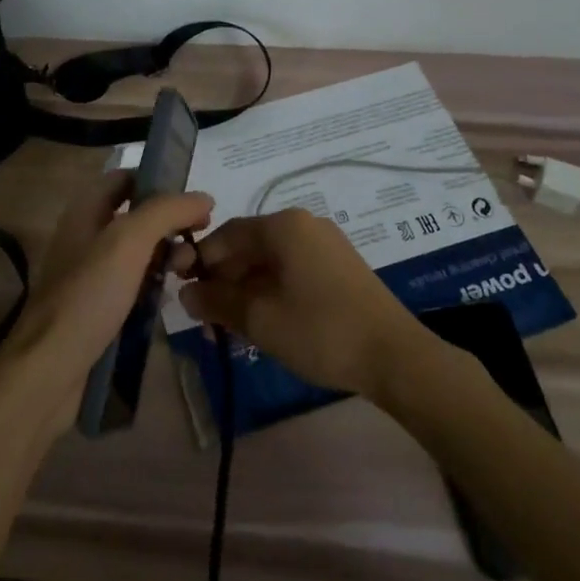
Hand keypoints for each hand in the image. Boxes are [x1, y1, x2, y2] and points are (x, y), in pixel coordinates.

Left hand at [0, 170, 213, 426]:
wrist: (50, 368)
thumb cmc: (89, 294)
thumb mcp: (129, 241)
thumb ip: (167, 211)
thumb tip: (203, 196)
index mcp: (86, 210)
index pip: (125, 178)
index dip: (158, 182)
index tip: (193, 200)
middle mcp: (86, 235)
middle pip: (135, 216)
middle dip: (169, 223)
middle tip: (199, 240)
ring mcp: (91, 273)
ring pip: (138, 252)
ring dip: (166, 255)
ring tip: (189, 271)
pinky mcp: (99, 307)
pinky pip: (133, 285)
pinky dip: (154, 285)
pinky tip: (172, 296)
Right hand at [178, 208, 428, 398]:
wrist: (395, 356)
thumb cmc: (320, 330)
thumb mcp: (259, 319)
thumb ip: (217, 301)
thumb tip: (186, 294)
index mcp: (283, 225)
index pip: (226, 234)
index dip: (200, 261)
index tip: (183, 292)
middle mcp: (304, 224)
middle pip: (249, 246)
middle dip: (224, 280)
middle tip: (208, 318)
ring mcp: (326, 244)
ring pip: (271, 261)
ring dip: (247, 289)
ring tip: (233, 327)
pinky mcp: (340, 266)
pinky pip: (293, 270)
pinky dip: (272, 291)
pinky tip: (266, 322)